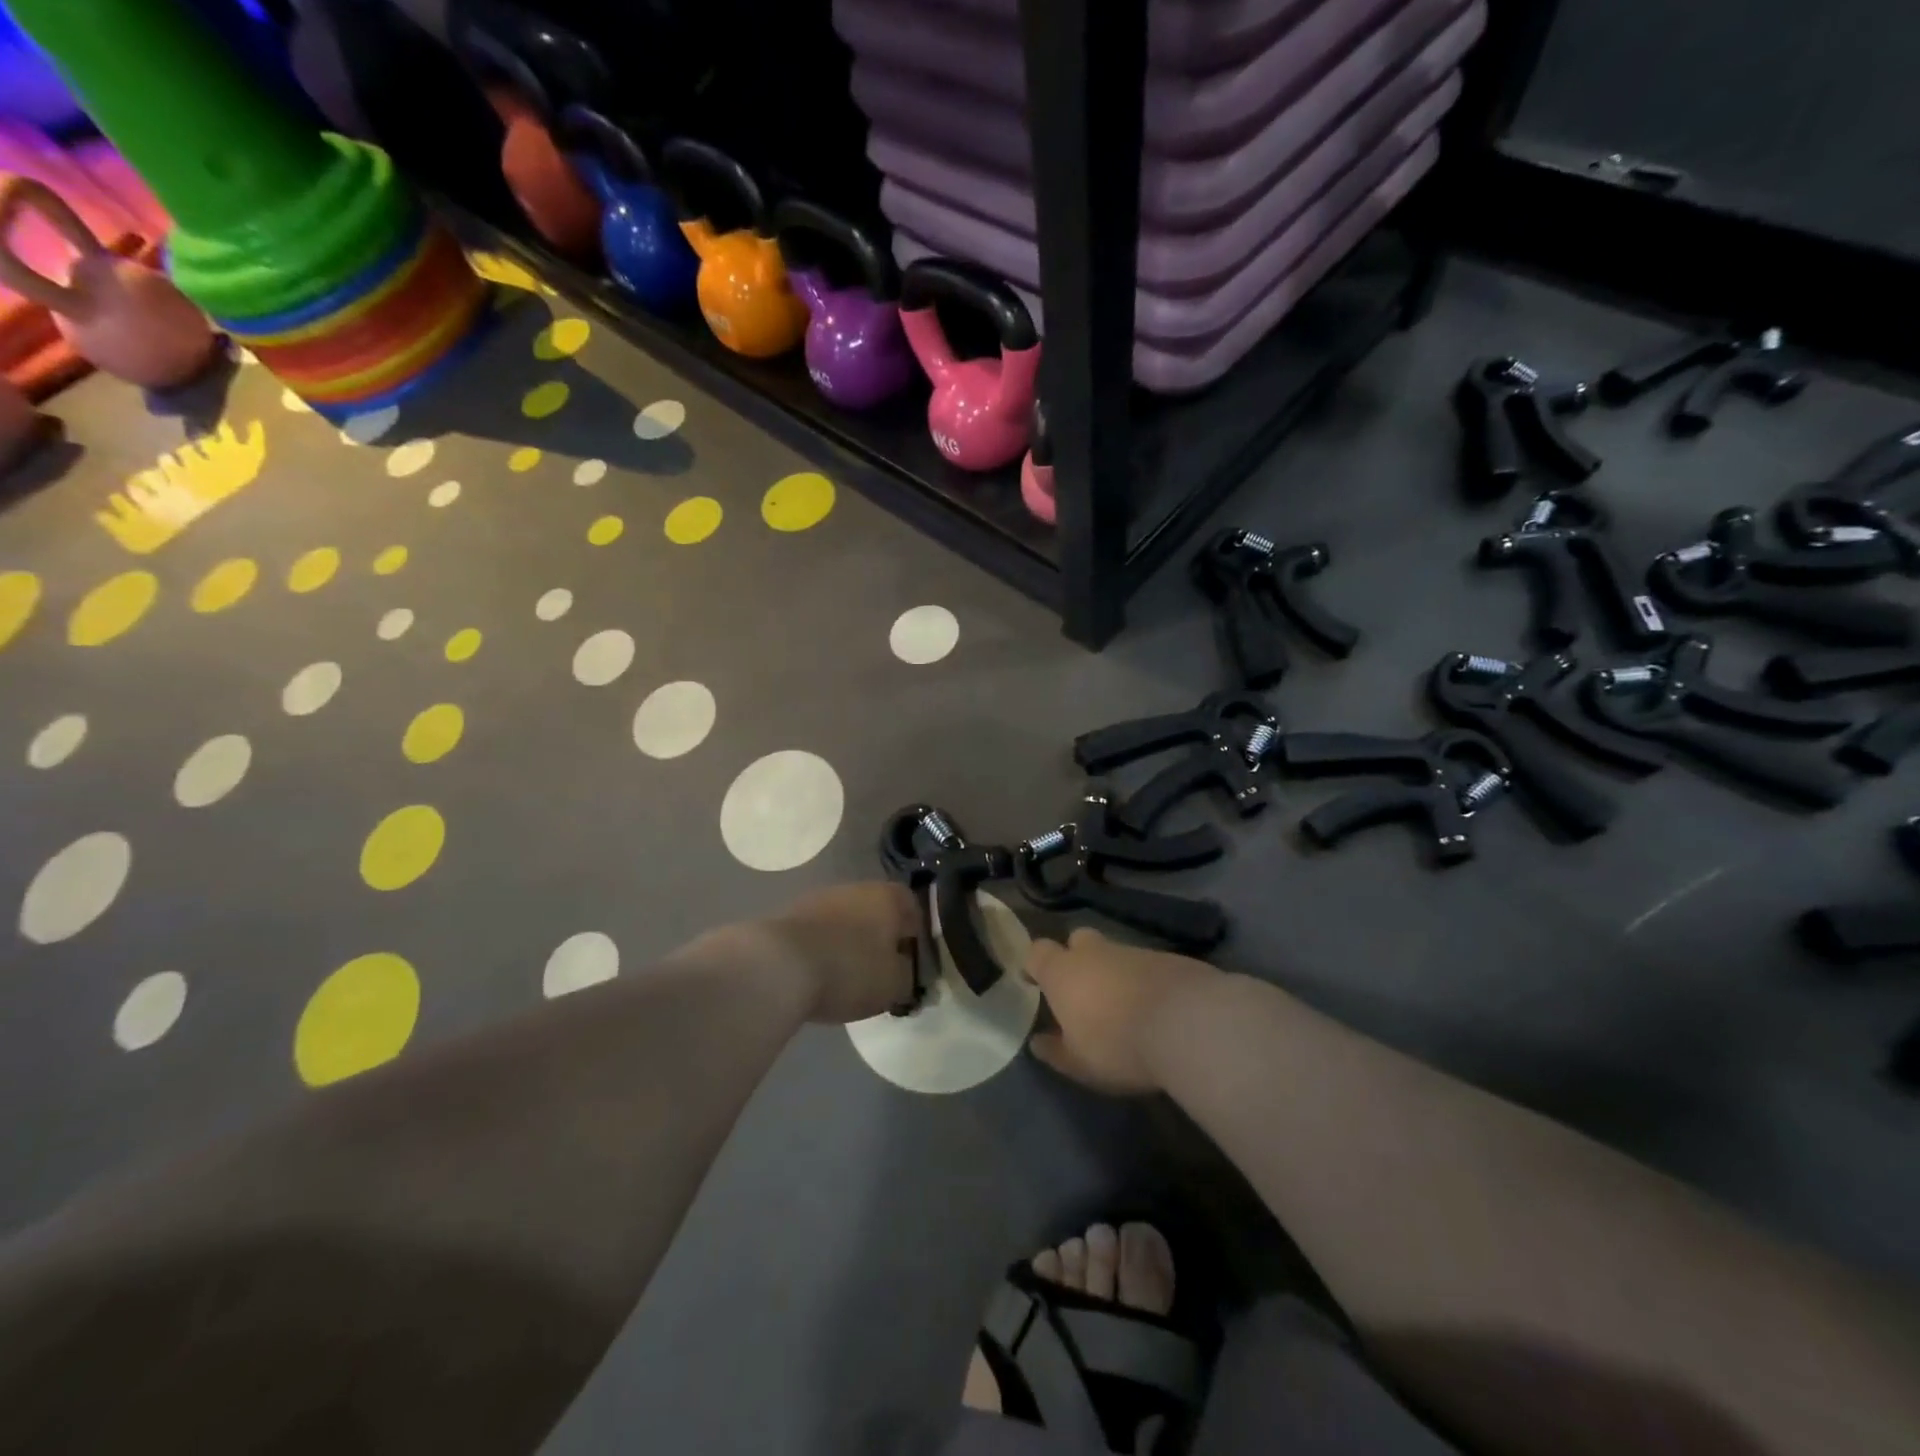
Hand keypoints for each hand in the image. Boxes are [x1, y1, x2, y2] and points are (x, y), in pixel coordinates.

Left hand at [762, 882, 916, 1023]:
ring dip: (850, 943)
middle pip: (877, 912)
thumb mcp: (893, 984)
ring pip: (846, 920)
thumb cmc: (849, 969)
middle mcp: (856, 888)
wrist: (778, 966)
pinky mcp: (791, 915)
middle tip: (880, 972)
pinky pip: (819, 933)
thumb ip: (908, 977)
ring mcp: (820, 899)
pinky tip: (819, 975)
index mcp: (888, 897)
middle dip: (880, 939)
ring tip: (847, 978)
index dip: (915, 937)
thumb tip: (906, 973)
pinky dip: (824, 949)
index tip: (911, 964)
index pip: (913, 909)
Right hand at [1026, 927, 1219, 1094]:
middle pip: (1077, 940)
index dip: (1034, 964)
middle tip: (1081, 987)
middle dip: (1075, 957)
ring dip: (1113, 972)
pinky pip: (1145, 965)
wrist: (1187, 1023)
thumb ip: (1055, 1051)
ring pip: (1114, 953)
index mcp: (1063, 972)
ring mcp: (1133, 951)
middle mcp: (1095, 953)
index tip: (1033, 980)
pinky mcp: (1168, 958)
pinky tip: (1155, 1007)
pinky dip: (1144, 980)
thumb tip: (1038, 1042)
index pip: (1037, 952)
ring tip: (1123, 1005)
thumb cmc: (1117, 1045)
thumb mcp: (1079, 1063)